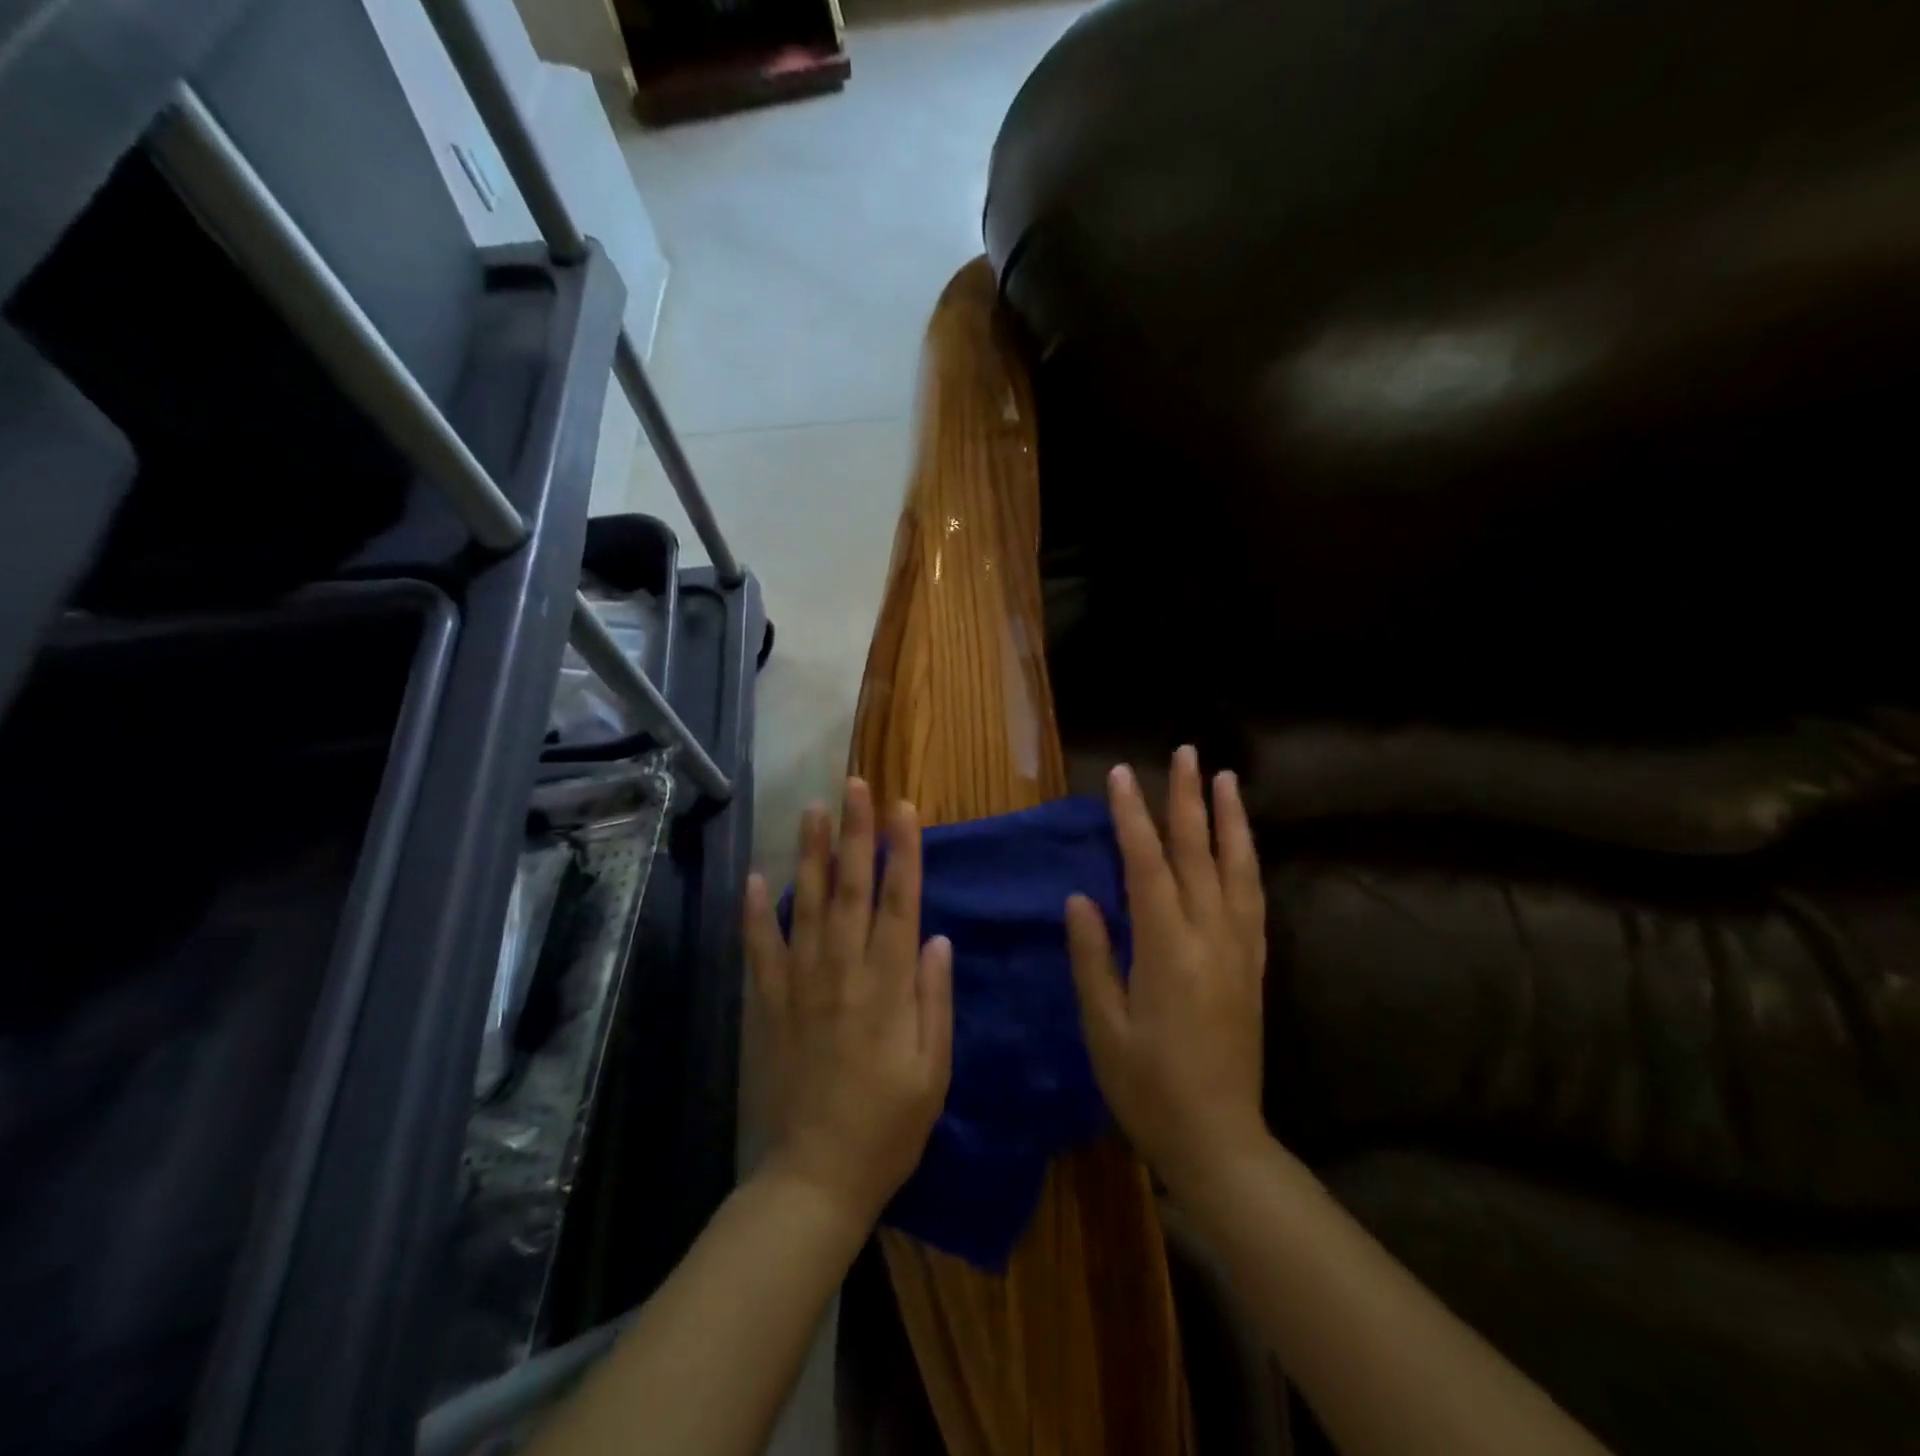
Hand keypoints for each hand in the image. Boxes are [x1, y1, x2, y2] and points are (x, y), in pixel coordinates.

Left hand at [743, 779, 953, 1229]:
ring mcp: (802, 985)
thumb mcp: (933, 1070)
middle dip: (855, 833)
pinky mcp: (771, 1005)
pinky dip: (755, 913)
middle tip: (855, 786)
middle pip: (852, 889)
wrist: (818, 1176)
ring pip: (807, 906)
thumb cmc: (890, 1125)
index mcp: (889, 986)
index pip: (900, 902)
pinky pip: (761, 950)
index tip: (903, 808)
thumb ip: (934, 999)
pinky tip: (756, 877)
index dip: (903, 851)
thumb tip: (937, 938)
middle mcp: (844, 972)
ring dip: (811, 855)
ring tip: (812, 810)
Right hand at [1066, 746, 1267, 1195]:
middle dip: (1188, 799)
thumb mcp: (1103, 1027)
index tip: (1121, 776)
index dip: (1132, 818)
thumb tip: (1080, 899)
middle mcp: (1210, 937)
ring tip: (1226, 779)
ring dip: (1229, 819)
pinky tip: (1243, 843)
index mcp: (1167, 949)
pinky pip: (1253, 898)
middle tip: (1186, 753)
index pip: (1147, 866)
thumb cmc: (1148, 1087)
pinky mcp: (1253, 966)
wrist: (1219, 1139)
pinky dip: (1247, 860)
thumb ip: (1092, 957)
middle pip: (1198, 854)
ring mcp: (1239, 949)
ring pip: (1237, 868)